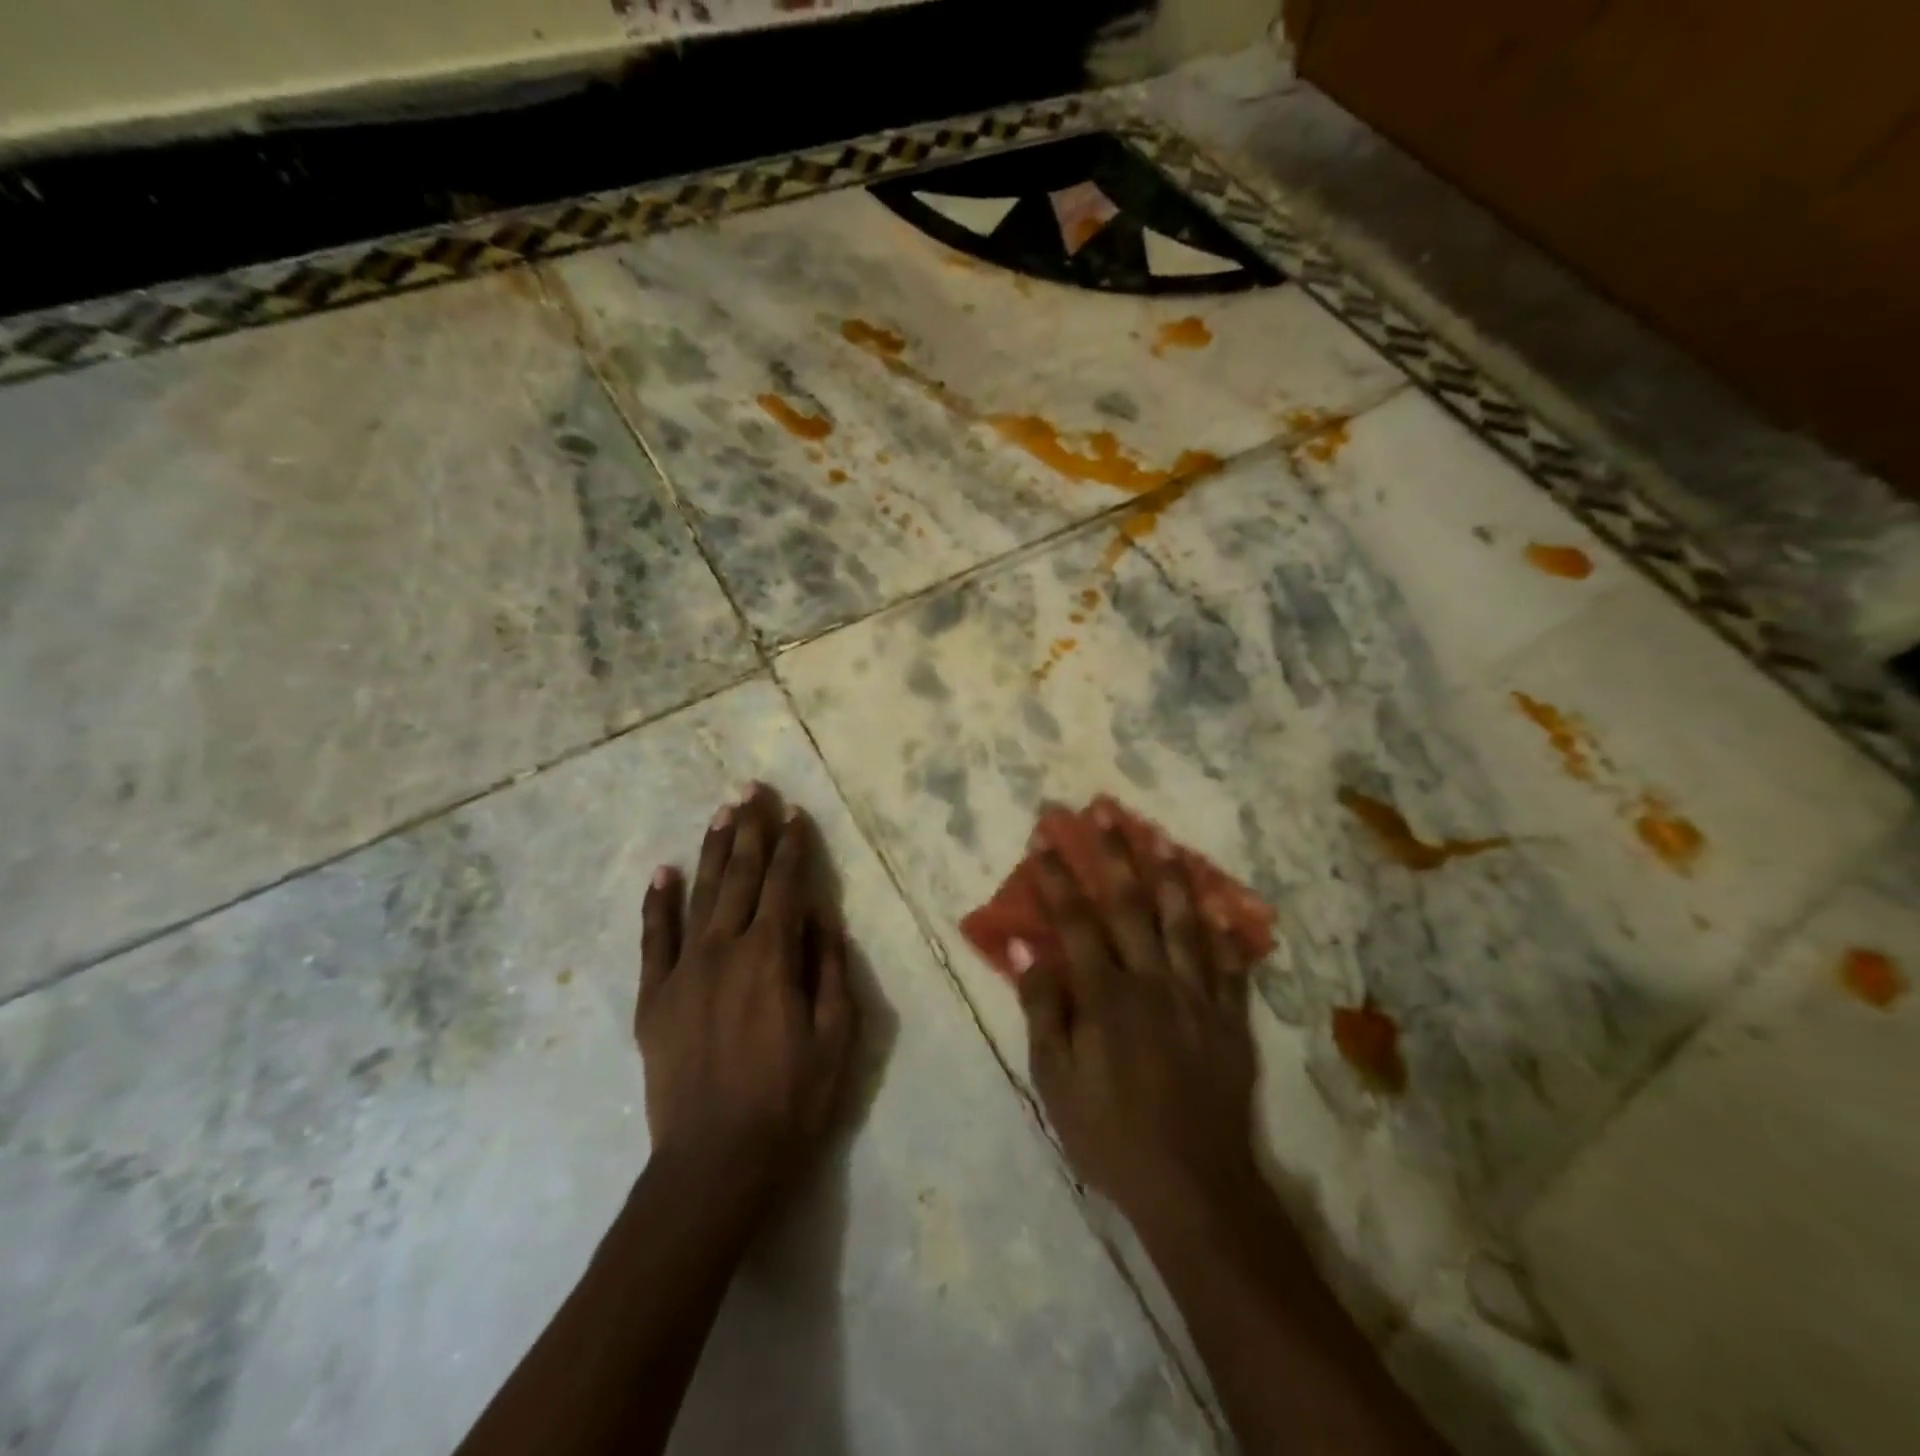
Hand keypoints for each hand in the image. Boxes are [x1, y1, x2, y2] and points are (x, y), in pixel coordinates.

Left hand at [636, 783, 856, 1207]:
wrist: (715, 1163)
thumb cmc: (790, 1101)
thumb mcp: (836, 1036)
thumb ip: (829, 967)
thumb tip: (822, 914)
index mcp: (772, 956)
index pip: (787, 883)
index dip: (794, 845)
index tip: (796, 813)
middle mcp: (726, 948)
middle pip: (742, 875)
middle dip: (751, 829)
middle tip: (753, 789)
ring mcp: (684, 970)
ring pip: (701, 893)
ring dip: (713, 849)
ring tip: (722, 812)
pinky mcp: (655, 997)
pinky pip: (654, 938)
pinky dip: (658, 902)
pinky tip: (663, 871)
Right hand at [1014, 799, 1260, 1230]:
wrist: (1194, 1186)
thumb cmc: (1111, 1134)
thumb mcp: (1056, 1080)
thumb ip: (1044, 1009)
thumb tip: (1027, 948)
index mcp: (1106, 995)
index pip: (1076, 920)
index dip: (1058, 876)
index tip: (1045, 838)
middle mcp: (1152, 981)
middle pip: (1131, 905)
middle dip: (1113, 855)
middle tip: (1103, 812)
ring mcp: (1196, 996)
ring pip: (1184, 922)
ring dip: (1171, 876)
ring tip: (1160, 838)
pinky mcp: (1229, 1019)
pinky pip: (1228, 965)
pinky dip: (1222, 932)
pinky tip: (1219, 907)